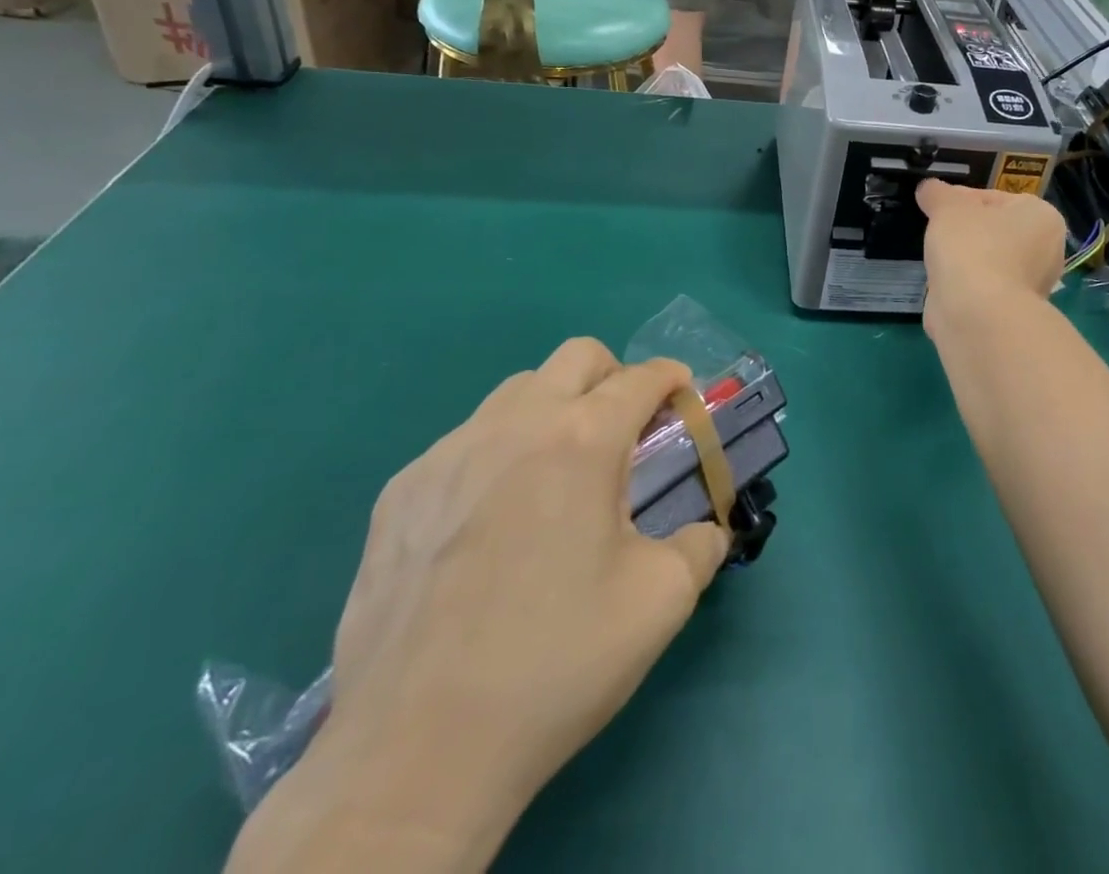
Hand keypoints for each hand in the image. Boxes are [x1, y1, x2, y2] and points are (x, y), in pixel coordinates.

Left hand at [278, 341, 728, 866]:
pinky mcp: (400, 492)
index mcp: (583, 440)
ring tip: (558, 476)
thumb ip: (701, 546)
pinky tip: (491, 523)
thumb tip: (708, 530)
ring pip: (517, 391)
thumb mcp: (661, 602)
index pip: (641, 377)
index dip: (672, 379)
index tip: (682, 399)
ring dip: (554, 409)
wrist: (418, 752)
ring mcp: (449, 453)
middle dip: (615, 377)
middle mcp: (515, 424)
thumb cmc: (556, 662)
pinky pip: (464, 442)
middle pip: (578, 356)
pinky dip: (497, 454)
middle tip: (625, 433)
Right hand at [915, 179, 1066, 330]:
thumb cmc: (971, 247)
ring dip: (963, 259)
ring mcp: (1031, 285)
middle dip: (965, 230)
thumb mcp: (947, 207)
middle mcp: (1046, 250)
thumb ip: (937, 193)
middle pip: (994, 230)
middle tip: (936, 231)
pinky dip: (964, 285)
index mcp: (1041, 216)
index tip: (938, 207)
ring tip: (937, 259)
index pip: (995, 198)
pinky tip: (944, 285)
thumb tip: (929, 188)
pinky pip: (982, 288)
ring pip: (988, 260)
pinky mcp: (1011, 312)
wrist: (977, 314)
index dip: (961, 199)